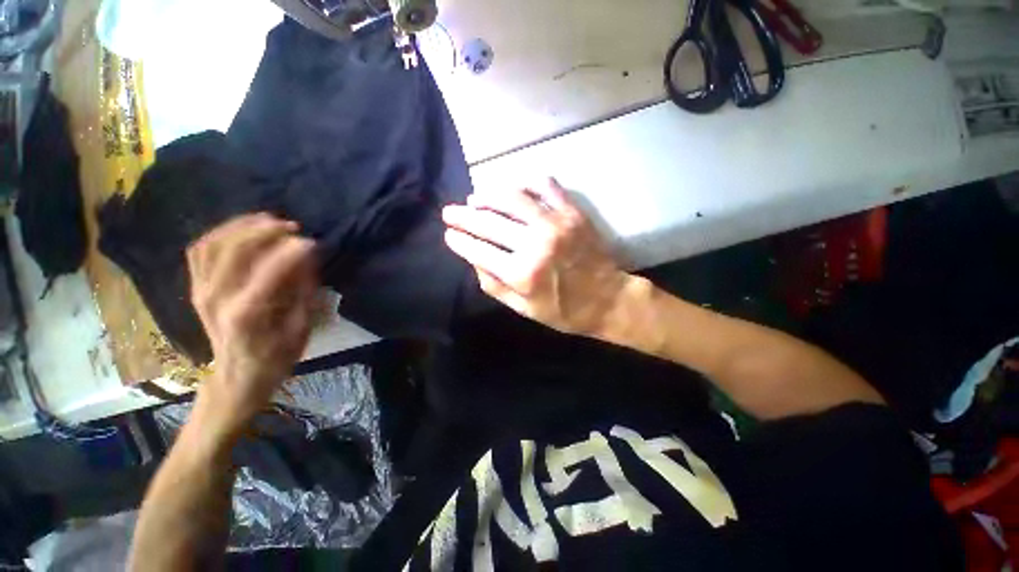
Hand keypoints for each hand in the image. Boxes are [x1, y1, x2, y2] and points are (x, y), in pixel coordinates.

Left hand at [186, 213, 316, 434]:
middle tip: (292, 226)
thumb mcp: (300, 330)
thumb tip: (308, 258)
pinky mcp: (196, 288)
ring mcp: (201, 291)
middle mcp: (216, 299)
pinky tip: (242, 229)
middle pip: (233, 251)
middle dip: (264, 231)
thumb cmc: (275, 358)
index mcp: (246, 315)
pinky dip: (220, 233)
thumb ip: (302, 292)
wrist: (237, 376)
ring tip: (269, 220)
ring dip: (241, 227)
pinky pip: (200, 251)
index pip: (268, 272)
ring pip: (212, 244)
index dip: (291, 252)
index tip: (313, 242)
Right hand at [442, 178, 630, 336]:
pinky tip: (515, 191)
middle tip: (450, 212)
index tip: (449, 234)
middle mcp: (536, 243)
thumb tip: (473, 259)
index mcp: (522, 274)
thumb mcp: (524, 309)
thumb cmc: (564, 310)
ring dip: (487, 195)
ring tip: (476, 199)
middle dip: (463, 215)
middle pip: (488, 221)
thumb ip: (494, 286)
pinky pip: (545, 185)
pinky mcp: (573, 212)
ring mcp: (556, 223)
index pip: (478, 249)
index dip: (459, 240)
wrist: (608, 299)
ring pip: (511, 197)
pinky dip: (526, 184)